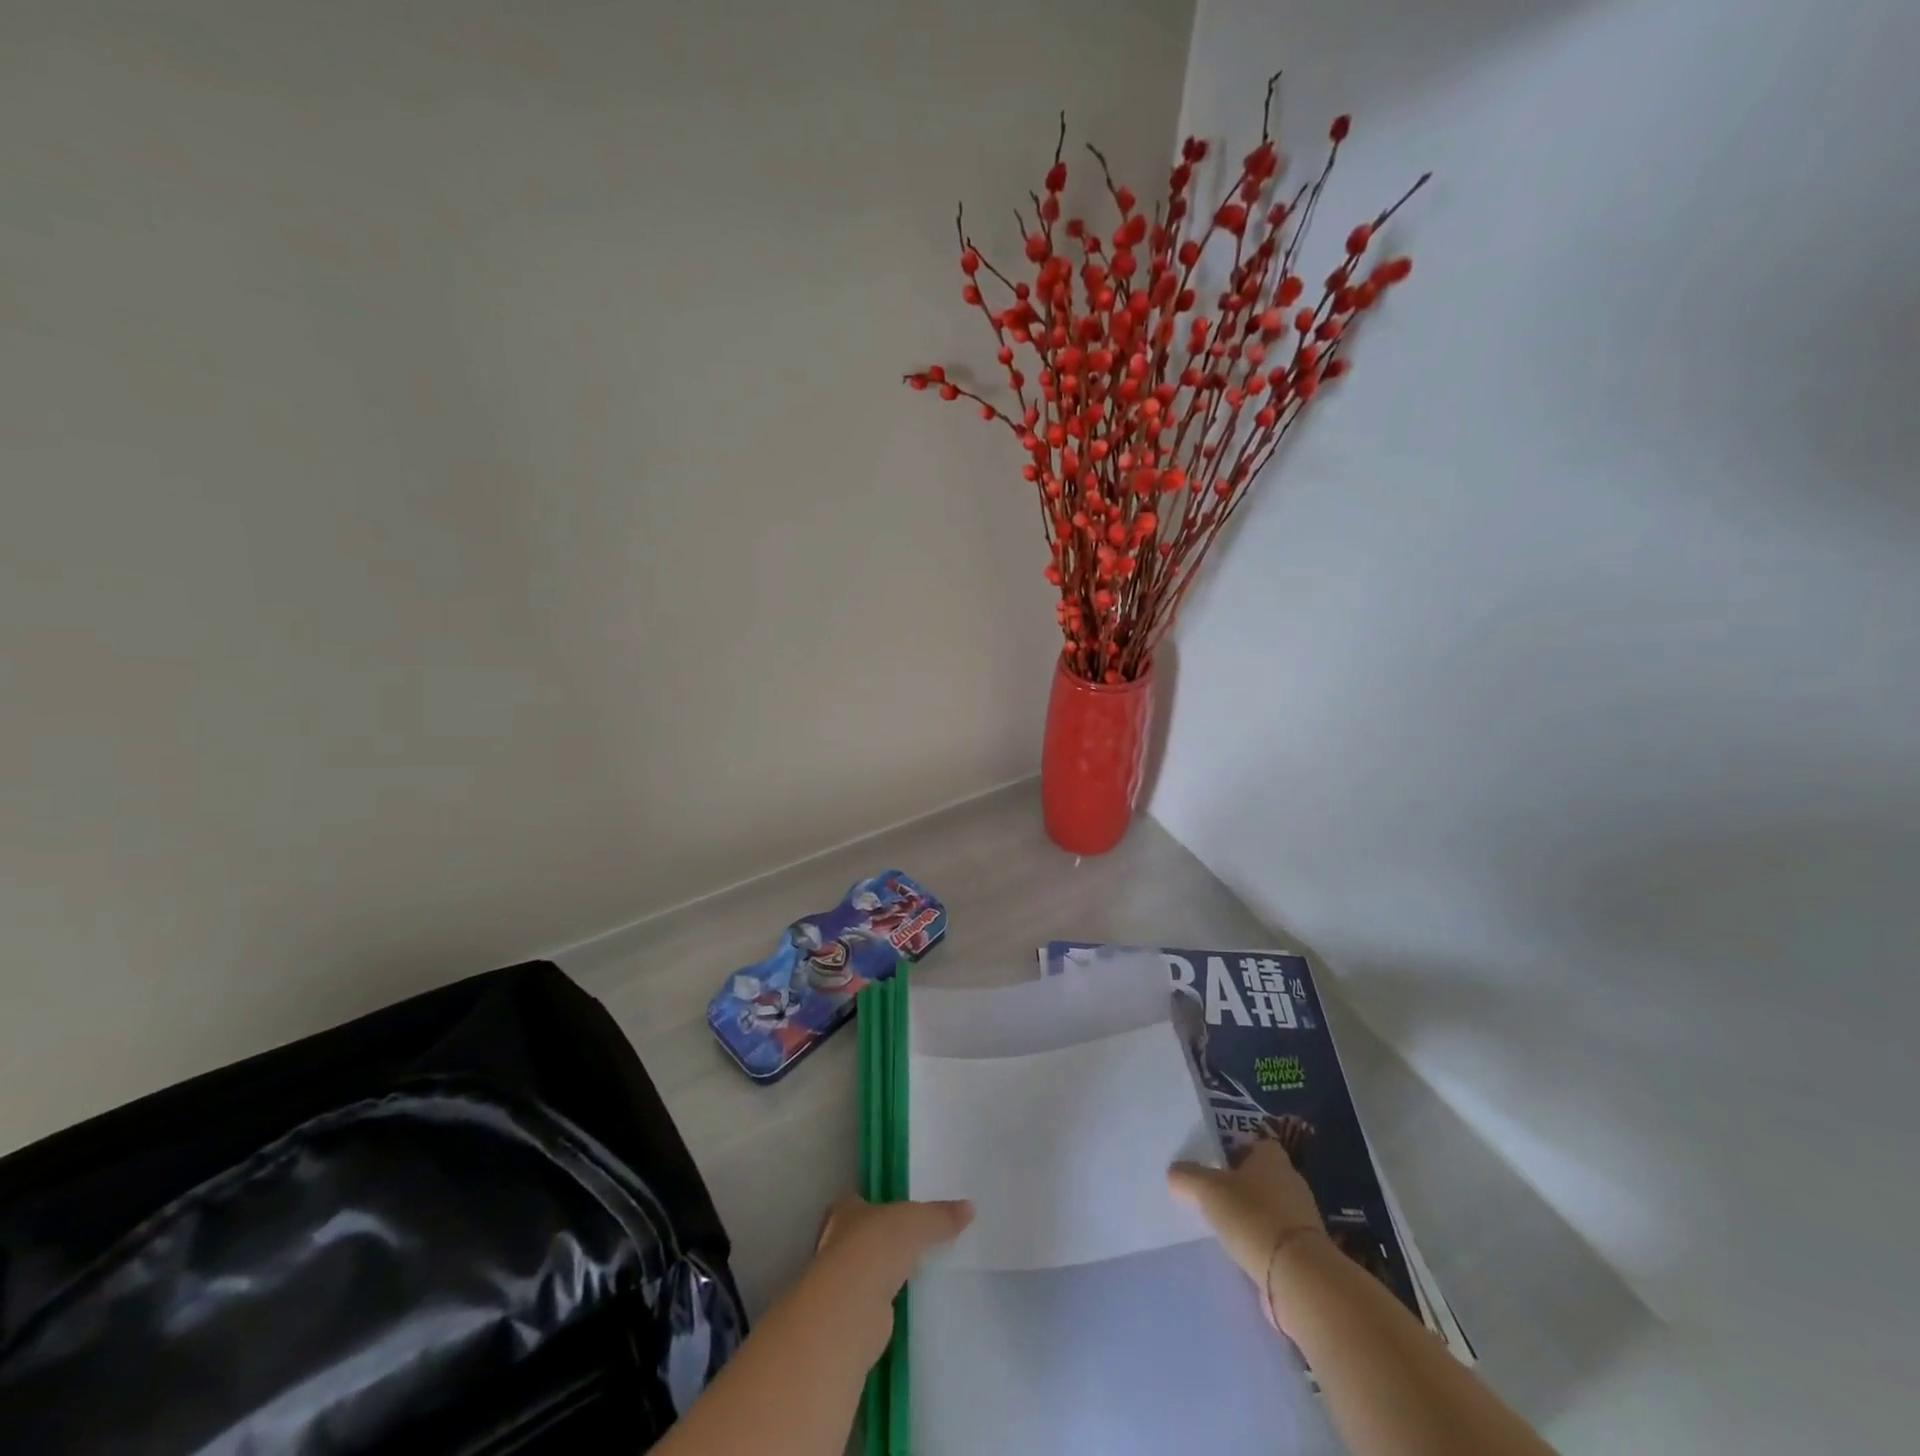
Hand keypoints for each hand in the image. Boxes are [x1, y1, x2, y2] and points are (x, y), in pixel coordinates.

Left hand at [815, 1195, 973, 1299]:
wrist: (854, 1305)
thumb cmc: (878, 1245)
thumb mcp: (917, 1221)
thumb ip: (940, 1216)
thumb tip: (970, 1208)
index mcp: (846, 1210)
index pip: (860, 1202)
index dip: (878, 1206)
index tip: (898, 1213)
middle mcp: (836, 1243)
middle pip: (861, 1237)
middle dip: (882, 1242)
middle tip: (911, 1243)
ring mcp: (840, 1282)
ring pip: (865, 1271)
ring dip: (883, 1274)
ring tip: (913, 1274)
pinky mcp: (849, 1316)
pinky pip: (872, 1303)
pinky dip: (885, 1304)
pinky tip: (904, 1305)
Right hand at [1169, 1141, 1327, 1292]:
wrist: (1298, 1276)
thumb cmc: (1253, 1217)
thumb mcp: (1208, 1190)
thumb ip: (1187, 1176)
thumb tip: (1174, 1172)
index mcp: (1272, 1158)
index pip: (1255, 1144)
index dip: (1235, 1152)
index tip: (1214, 1166)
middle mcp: (1291, 1181)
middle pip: (1261, 1176)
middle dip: (1241, 1186)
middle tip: (1213, 1196)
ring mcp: (1302, 1218)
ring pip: (1270, 1208)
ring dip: (1251, 1217)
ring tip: (1225, 1228)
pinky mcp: (1306, 1251)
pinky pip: (1277, 1238)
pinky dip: (1262, 1243)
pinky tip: (1243, 1253)